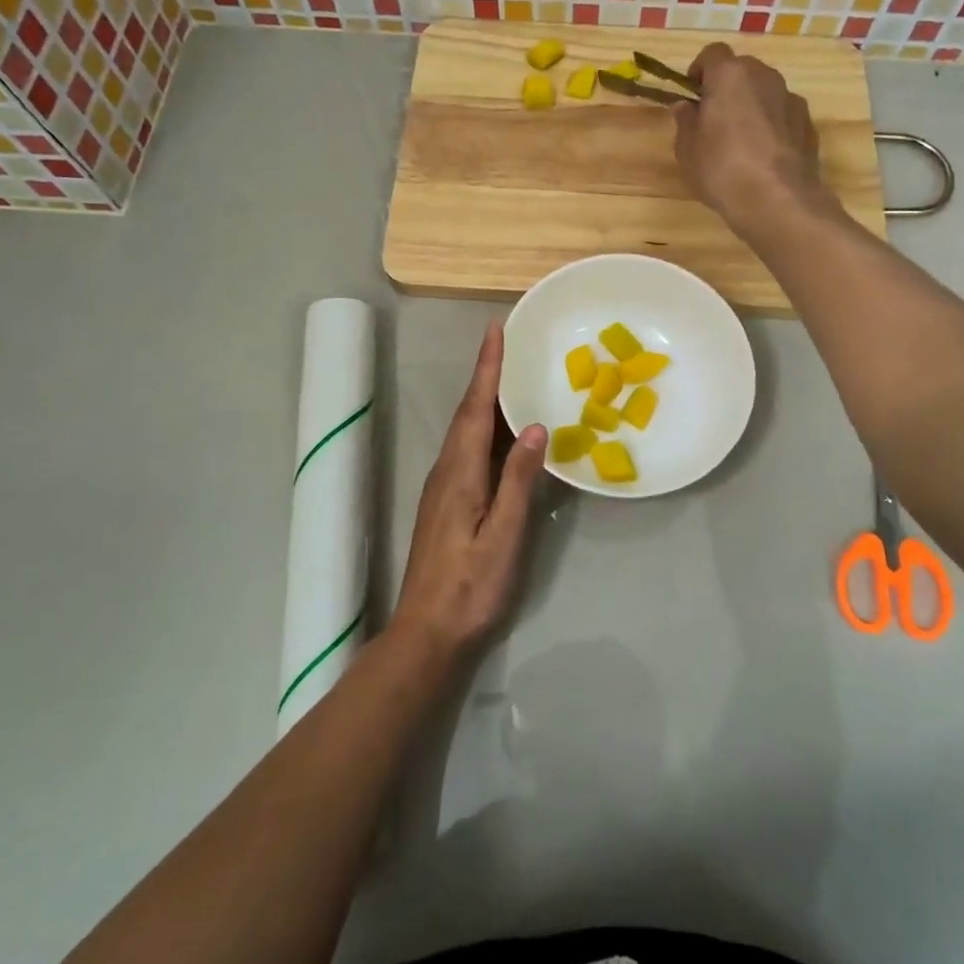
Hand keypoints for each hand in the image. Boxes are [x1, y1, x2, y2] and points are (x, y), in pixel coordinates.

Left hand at [390, 321, 546, 662]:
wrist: (428, 632)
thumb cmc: (471, 586)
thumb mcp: (503, 534)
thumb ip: (518, 480)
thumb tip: (535, 426)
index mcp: (460, 472)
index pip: (476, 407)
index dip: (487, 368)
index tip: (496, 330)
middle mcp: (447, 470)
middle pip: (468, 413)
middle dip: (486, 375)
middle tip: (509, 344)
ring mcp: (443, 488)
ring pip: (466, 431)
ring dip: (485, 400)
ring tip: (510, 377)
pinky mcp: (446, 503)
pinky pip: (467, 449)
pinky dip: (484, 428)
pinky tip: (501, 434)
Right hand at [675, 42, 828, 229]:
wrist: (776, 199)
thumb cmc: (721, 168)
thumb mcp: (687, 148)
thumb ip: (686, 121)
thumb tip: (687, 107)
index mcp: (730, 75)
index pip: (712, 53)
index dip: (700, 71)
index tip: (693, 96)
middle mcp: (764, 76)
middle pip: (742, 70)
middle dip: (727, 88)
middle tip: (714, 120)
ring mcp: (791, 98)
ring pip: (765, 92)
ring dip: (752, 106)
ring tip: (741, 142)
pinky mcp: (808, 123)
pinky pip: (782, 115)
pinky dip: (772, 126)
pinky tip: (764, 156)